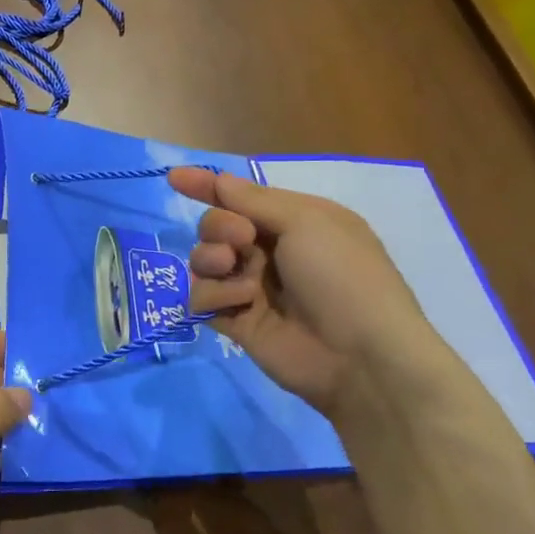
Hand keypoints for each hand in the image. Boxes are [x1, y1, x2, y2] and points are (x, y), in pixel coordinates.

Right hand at [169, 167, 452, 420]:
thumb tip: (218, 180)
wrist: (360, 356)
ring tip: (233, 270)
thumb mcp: (306, 222)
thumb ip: (253, 200)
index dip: (206, 185)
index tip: (174, 177)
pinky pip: (202, 297)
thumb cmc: (342, 276)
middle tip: (241, 240)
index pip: (240, 196)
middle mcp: (269, 251)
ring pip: (202, 260)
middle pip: (215, 226)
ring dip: (211, 258)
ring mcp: (250, 287)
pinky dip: (214, 295)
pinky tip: (240, 304)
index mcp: (293, 221)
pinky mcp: (235, 321)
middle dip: (219, 226)